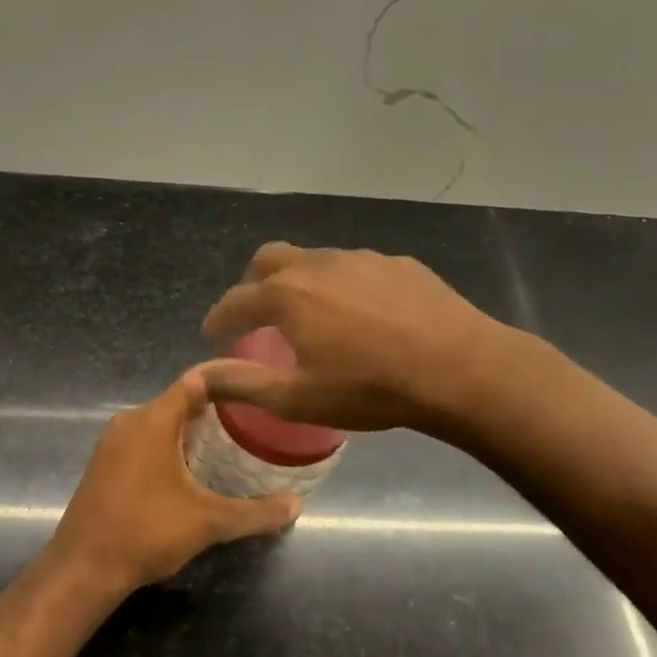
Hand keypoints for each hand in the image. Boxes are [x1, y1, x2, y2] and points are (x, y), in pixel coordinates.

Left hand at [50, 369, 300, 593]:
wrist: (83, 567)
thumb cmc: (146, 532)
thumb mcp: (209, 522)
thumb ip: (256, 512)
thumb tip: (297, 505)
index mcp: (153, 420)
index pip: (196, 381)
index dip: (228, 378)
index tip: (257, 385)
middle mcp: (130, 421)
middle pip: (179, 401)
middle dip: (215, 409)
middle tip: (253, 420)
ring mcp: (112, 442)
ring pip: (160, 423)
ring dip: (191, 430)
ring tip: (230, 444)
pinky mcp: (104, 463)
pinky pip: (144, 440)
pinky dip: (170, 446)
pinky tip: (191, 471)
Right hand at [200, 242, 510, 436]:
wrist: (459, 368)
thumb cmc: (369, 388)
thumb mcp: (296, 398)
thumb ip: (241, 382)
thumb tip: (197, 375)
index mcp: (286, 295)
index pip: (235, 300)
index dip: (218, 317)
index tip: (212, 332)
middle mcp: (317, 265)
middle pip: (269, 258)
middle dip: (254, 283)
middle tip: (259, 314)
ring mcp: (361, 259)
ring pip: (315, 259)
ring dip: (301, 281)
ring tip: (314, 315)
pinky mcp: (398, 264)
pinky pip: (356, 267)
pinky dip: (344, 285)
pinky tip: (365, 314)